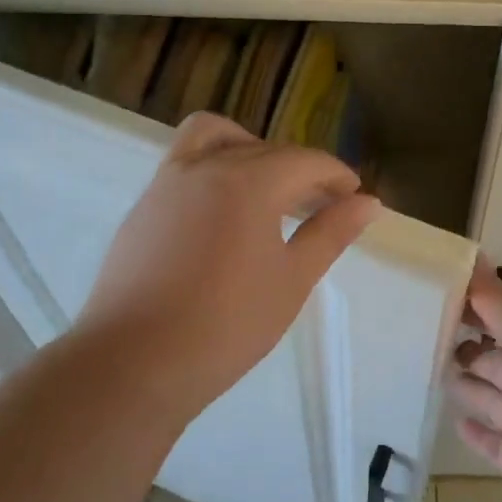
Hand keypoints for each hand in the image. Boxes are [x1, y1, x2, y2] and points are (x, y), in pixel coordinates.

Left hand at [80, 113, 379, 420]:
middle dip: (301, 169)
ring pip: (215, 137)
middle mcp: (207, 167)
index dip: (336, 175)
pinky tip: (224, 216)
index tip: (354, 197)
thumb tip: (369, 203)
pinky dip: (215, 168)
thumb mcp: (292, 280)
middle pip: (266, 149)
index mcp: (249, 181)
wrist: (132, 364)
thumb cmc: (226, 325)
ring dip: (250, 150)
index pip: (305, 160)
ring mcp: (168, 182)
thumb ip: (331, 233)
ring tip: (267, 190)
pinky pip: (186, 162)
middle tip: (322, 205)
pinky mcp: (144, 205)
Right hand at [450, 260, 501, 501]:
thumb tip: (474, 260)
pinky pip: (497, 444)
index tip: (445, 296)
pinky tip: (458, 421)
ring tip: (439, 372)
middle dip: (476, 349)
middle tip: (435, 338)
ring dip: (473, 386)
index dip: (483, 308)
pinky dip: (479, 433)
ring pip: (499, 401)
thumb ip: (500, 301)